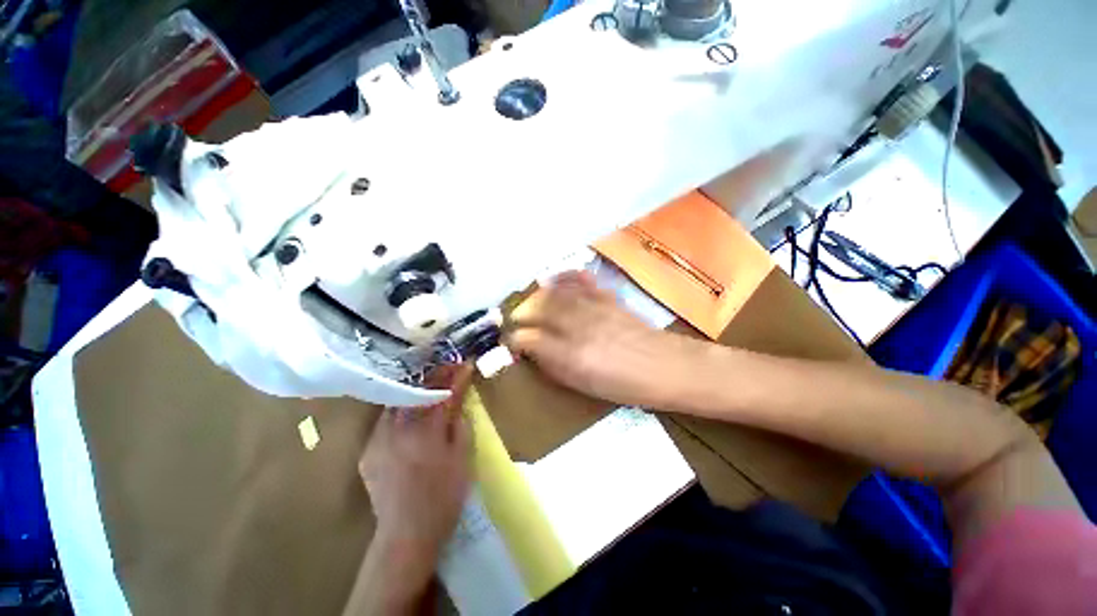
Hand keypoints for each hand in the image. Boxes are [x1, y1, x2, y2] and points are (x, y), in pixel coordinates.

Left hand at [358, 365, 472, 563]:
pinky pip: (385, 421)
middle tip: (448, 369)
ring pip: (397, 403)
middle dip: (433, 377)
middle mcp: (396, 430)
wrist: (406, 535)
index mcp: (423, 432)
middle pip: (415, 392)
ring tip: (430, 384)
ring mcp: (377, 440)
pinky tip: (410, 411)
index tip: (465, 363)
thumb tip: (456, 402)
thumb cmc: (443, 496)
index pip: (440, 393)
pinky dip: (400, 410)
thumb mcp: (461, 458)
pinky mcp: (368, 452)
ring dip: (415, 391)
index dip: (454, 376)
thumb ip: (458, 424)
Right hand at [506, 271, 678, 407]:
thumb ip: (555, 366)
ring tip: (531, 303)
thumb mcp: (584, 385)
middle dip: (521, 313)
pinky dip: (562, 277)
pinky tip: (554, 280)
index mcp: (572, 355)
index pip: (530, 339)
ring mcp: (594, 307)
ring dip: (537, 296)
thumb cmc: (625, 385)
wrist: (666, 367)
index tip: (510, 342)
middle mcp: (579, 327)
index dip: (514, 339)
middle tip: (516, 320)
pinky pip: (579, 280)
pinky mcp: (607, 297)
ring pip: (555, 293)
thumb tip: (532, 352)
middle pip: (538, 308)